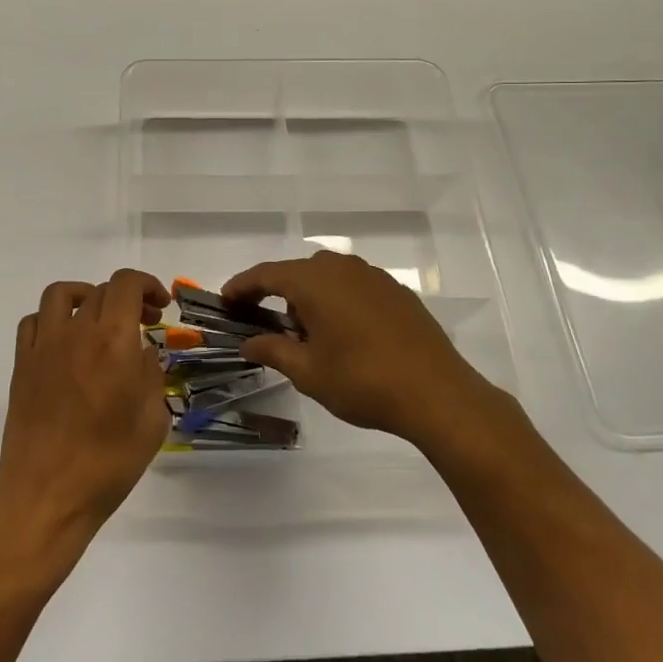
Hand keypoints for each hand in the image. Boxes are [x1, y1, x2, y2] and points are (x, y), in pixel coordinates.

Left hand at [0, 270, 170, 544]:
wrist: (47, 496)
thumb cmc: (108, 464)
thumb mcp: (152, 422)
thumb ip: (151, 376)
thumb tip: (141, 354)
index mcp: (114, 342)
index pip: (126, 284)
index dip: (147, 284)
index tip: (160, 306)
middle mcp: (76, 332)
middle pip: (100, 291)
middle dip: (127, 299)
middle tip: (142, 324)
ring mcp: (44, 346)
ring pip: (61, 294)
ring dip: (85, 297)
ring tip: (99, 319)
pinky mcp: (22, 364)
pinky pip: (33, 321)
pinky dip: (52, 319)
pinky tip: (65, 342)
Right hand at [224, 251, 498, 445]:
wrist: (437, 393)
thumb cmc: (362, 381)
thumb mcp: (308, 372)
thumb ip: (273, 351)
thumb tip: (248, 343)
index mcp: (314, 281)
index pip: (266, 274)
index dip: (242, 287)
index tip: (225, 301)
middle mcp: (342, 268)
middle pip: (297, 272)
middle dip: (277, 294)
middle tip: (265, 324)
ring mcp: (373, 276)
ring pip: (328, 277)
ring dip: (309, 297)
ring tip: (306, 333)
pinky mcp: (397, 291)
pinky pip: (354, 286)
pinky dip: (338, 301)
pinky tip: (344, 333)